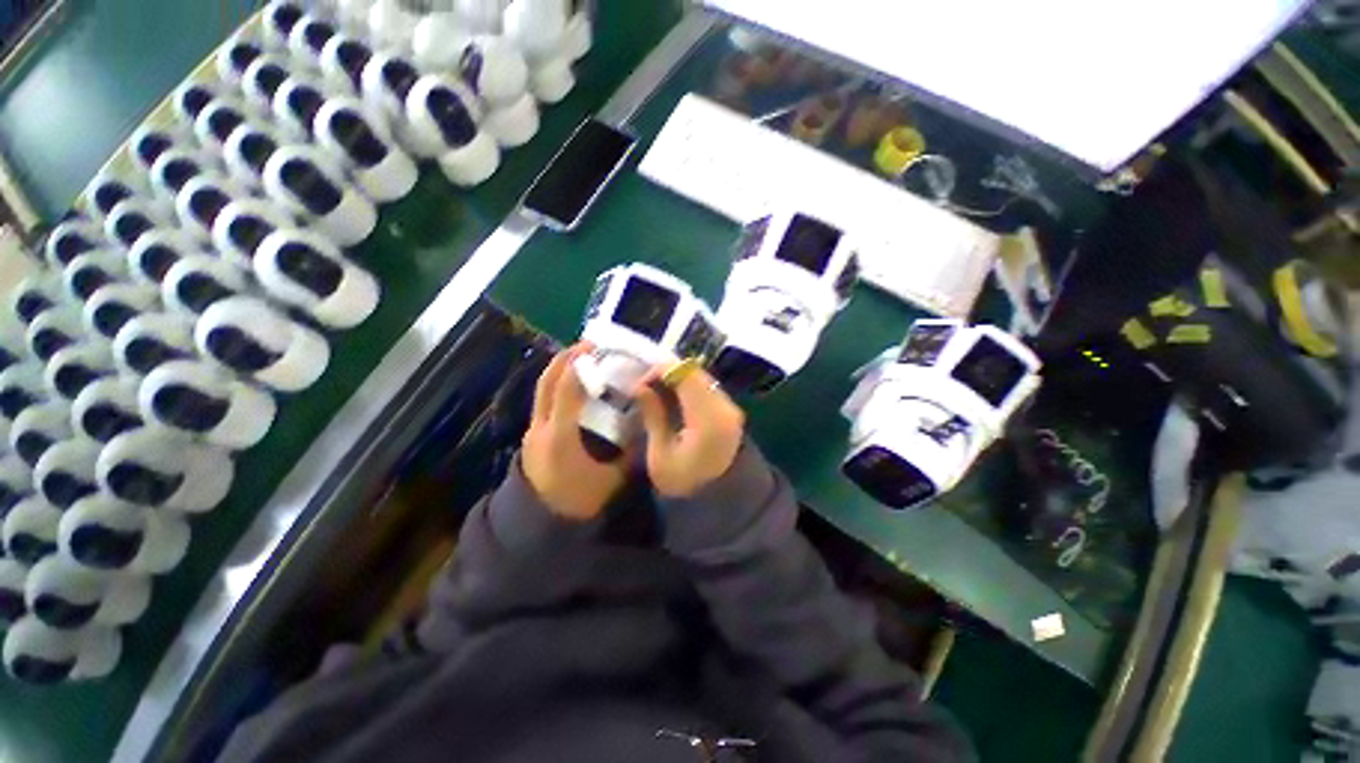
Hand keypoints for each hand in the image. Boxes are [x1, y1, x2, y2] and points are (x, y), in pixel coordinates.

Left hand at [522, 343, 628, 520]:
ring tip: (581, 359)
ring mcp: (533, 431)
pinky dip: (557, 386)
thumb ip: (630, 450)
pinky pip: (544, 401)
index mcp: (560, 437)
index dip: (578, 365)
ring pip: (542, 391)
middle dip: (565, 359)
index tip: (593, 347)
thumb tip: (642, 423)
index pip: (565, 390)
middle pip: (546, 383)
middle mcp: (541, 429)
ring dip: (559, 370)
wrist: (544, 526)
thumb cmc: (581, 503)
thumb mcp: (613, 478)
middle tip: (587, 345)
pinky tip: (574, 385)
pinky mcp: (533, 436)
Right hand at [635, 367, 745, 497]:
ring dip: (677, 379)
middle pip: (693, 371)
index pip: (684, 374)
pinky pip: (707, 386)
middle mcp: (724, 405)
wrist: (721, 499)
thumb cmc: (686, 482)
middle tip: (645, 388)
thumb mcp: (660, 455)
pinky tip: (674, 400)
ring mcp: (730, 406)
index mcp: (707, 418)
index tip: (639, 386)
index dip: (658, 371)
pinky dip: (688, 387)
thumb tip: (639, 387)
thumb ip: (653, 416)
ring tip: (657, 394)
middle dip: (666, 373)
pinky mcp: (730, 409)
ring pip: (700, 376)